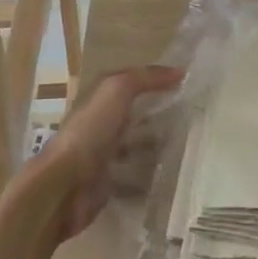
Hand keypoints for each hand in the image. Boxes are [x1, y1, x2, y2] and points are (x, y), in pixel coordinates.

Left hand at [36, 65, 182, 240]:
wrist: (64, 187)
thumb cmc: (89, 132)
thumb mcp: (117, 91)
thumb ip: (145, 78)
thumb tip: (180, 71)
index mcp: (99, 99)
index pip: (131, 82)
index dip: (154, 79)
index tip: (186, 80)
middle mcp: (100, 124)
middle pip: (134, 113)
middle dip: (158, 112)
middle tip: (193, 113)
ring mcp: (103, 155)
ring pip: (135, 144)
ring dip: (156, 143)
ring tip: (188, 142)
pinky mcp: (108, 183)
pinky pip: (135, 175)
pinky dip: (151, 174)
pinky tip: (172, 172)